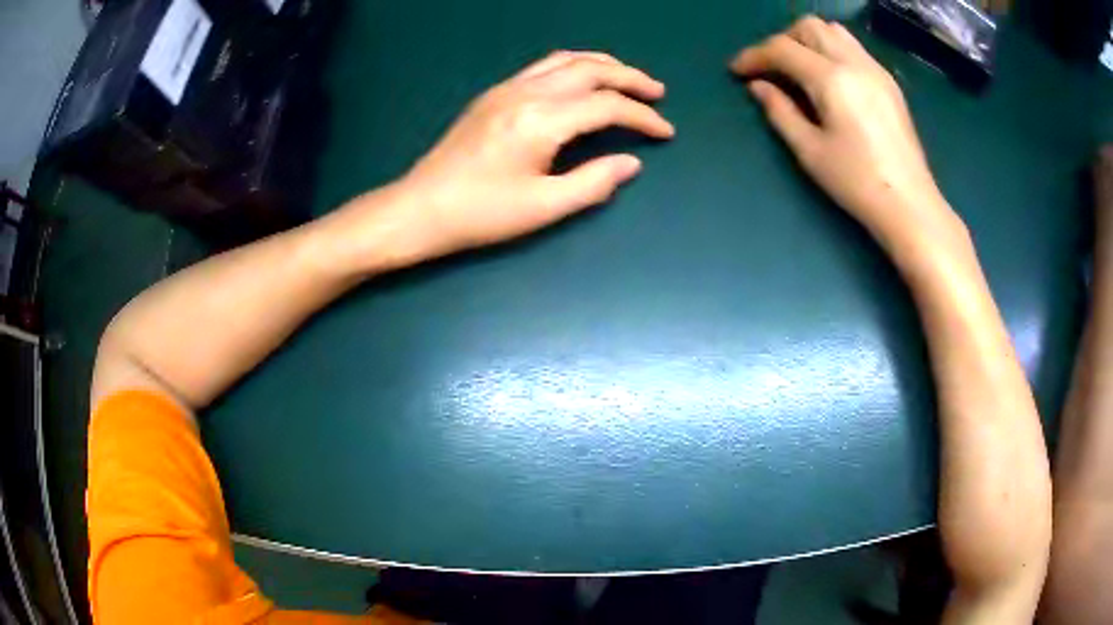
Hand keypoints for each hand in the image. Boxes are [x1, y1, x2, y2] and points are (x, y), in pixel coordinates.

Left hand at [396, 51, 674, 257]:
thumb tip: (631, 163)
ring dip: (602, 65)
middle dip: (630, 78)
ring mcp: (507, 89)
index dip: (642, 117)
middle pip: (590, 70)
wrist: (422, 207)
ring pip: (566, 60)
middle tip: (657, 93)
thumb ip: (593, 183)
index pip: (606, 106)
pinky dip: (574, 66)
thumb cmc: (481, 213)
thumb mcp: (543, 207)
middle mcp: (526, 93)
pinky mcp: (494, 94)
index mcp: (541, 121)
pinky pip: (543, 66)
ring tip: (627, 78)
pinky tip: (582, 81)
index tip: (665, 131)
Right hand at [730, 17, 960, 251]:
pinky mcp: (888, 82)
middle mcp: (854, 63)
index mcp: (832, 79)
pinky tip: (828, 78)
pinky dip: (831, 50)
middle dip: (782, 41)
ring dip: (808, 40)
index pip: (783, 48)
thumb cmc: (857, 183)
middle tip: (770, 69)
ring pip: (833, 31)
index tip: (737, 71)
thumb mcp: (810, 152)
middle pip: (808, 27)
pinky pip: (853, 47)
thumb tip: (758, 87)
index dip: (754, 55)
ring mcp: (875, 70)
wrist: (909, 204)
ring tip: (799, 69)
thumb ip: (780, 112)